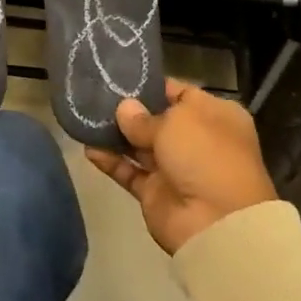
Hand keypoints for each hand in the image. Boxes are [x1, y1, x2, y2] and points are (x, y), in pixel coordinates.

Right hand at [86, 78, 278, 254]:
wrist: (216, 222)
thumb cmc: (205, 155)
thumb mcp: (177, 122)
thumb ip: (144, 116)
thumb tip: (124, 109)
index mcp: (213, 116)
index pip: (179, 93)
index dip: (150, 85)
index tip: (119, 78)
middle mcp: (196, 139)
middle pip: (156, 119)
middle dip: (128, 110)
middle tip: (94, 95)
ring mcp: (174, 168)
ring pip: (139, 146)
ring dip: (115, 135)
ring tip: (85, 119)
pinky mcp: (155, 192)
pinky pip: (129, 172)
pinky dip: (110, 161)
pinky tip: (88, 148)